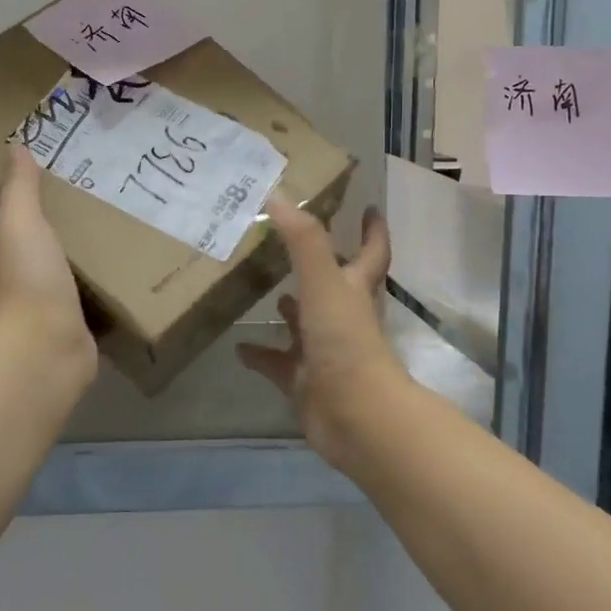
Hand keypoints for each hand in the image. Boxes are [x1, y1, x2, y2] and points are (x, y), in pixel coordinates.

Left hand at [0, 147, 97, 382]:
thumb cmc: (26, 280)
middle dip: (14, 223)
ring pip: (42, 267)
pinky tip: (108, 264)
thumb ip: (19, 188)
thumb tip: (13, 148)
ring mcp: (36, 301)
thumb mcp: (20, 224)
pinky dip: (85, 279)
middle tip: (43, 193)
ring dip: (55, 250)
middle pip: (3, 245)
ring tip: (84, 222)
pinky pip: (75, 292)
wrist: (47, 348)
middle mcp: (7, 276)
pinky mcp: (66, 319)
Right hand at [237, 197, 403, 466]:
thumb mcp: (324, 282)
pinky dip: (260, 355)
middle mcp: (344, 317)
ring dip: (290, 308)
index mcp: (355, 290)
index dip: (372, 230)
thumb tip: (278, 196)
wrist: (353, 414)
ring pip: (305, 323)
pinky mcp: (304, 381)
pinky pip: (278, 364)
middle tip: (292, 243)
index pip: (371, 252)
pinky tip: (238, 347)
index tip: (370, 208)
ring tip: (264, 288)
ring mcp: (324, 351)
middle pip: (335, 285)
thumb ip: (303, 240)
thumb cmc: (345, 340)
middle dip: (321, 265)